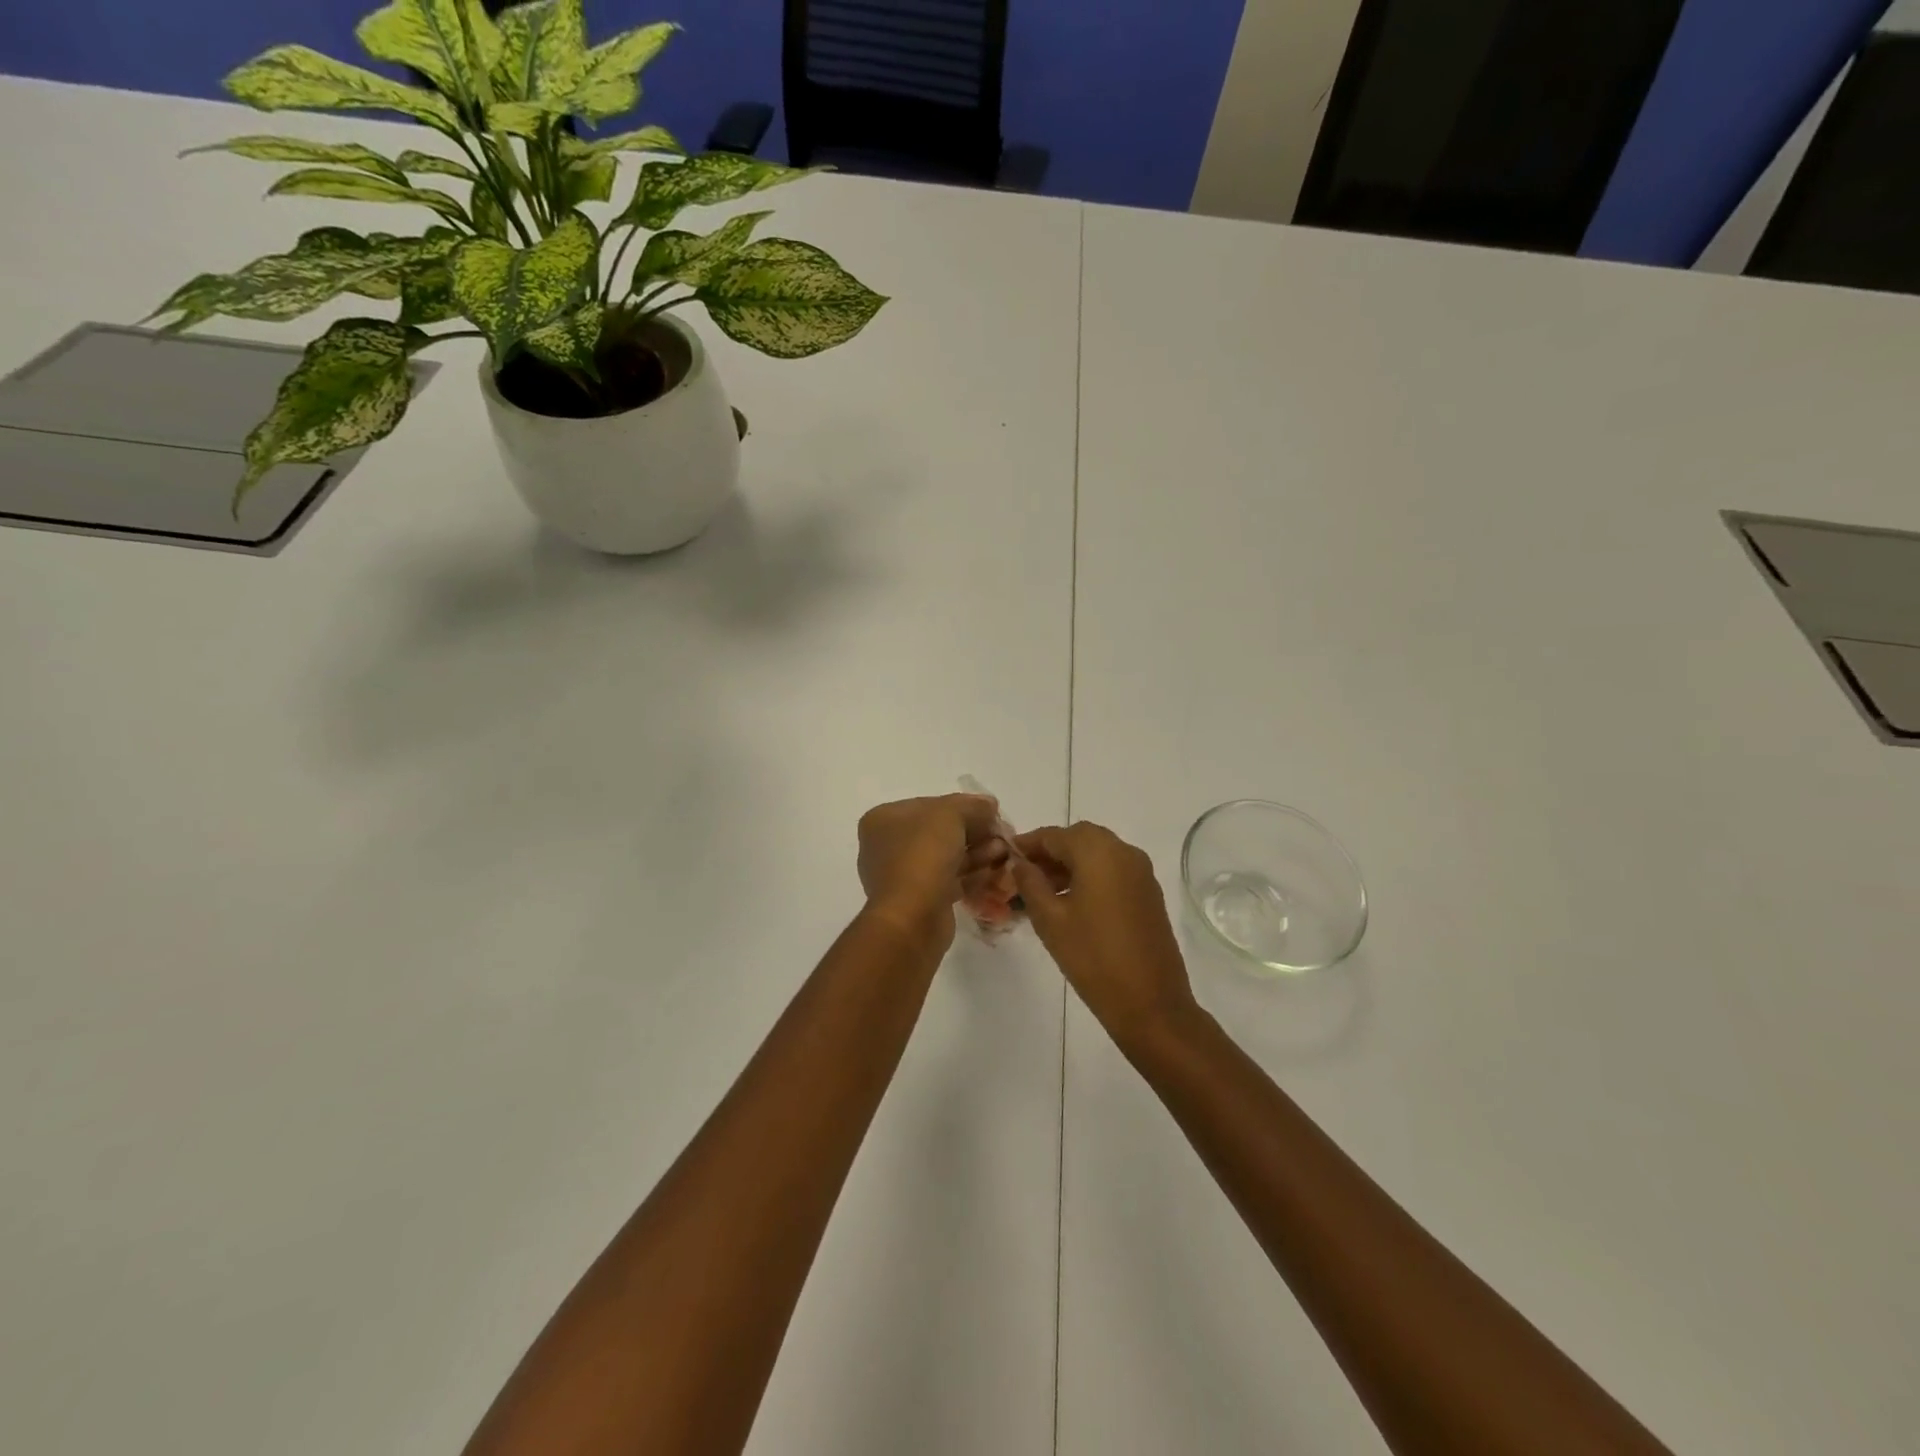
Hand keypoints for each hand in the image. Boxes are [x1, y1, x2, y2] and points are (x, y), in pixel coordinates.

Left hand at [857, 794, 1006, 946]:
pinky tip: (995, 872)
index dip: (965, 806)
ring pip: (947, 857)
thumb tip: (989, 805)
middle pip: (940, 831)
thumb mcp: (950, 815)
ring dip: (978, 852)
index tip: (992, 812)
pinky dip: (972, 874)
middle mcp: (888, 845)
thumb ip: (972, 805)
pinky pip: (949, 880)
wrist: (912, 917)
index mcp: (884, 819)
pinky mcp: (919, 900)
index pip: (930, 805)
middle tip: (1002, 835)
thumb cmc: (923, 855)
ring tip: (1003, 853)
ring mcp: (902, 875)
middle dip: (975, 832)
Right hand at [1009, 822, 1198, 1051]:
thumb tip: (1020, 862)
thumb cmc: (1093, 958)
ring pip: (1098, 854)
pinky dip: (1091, 876)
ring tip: (1043, 892)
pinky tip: (1072, 903)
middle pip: (1079, 838)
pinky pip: (1114, 871)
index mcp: (1099, 851)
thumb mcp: (1050, 920)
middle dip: (1050, 852)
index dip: (1027, 844)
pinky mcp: (1149, 893)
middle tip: (1024, 875)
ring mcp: (1142, 873)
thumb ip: (1030, 883)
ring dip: (1071, 864)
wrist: (1151, 1003)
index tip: (1005, 858)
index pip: (1054, 835)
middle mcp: (1124, 851)